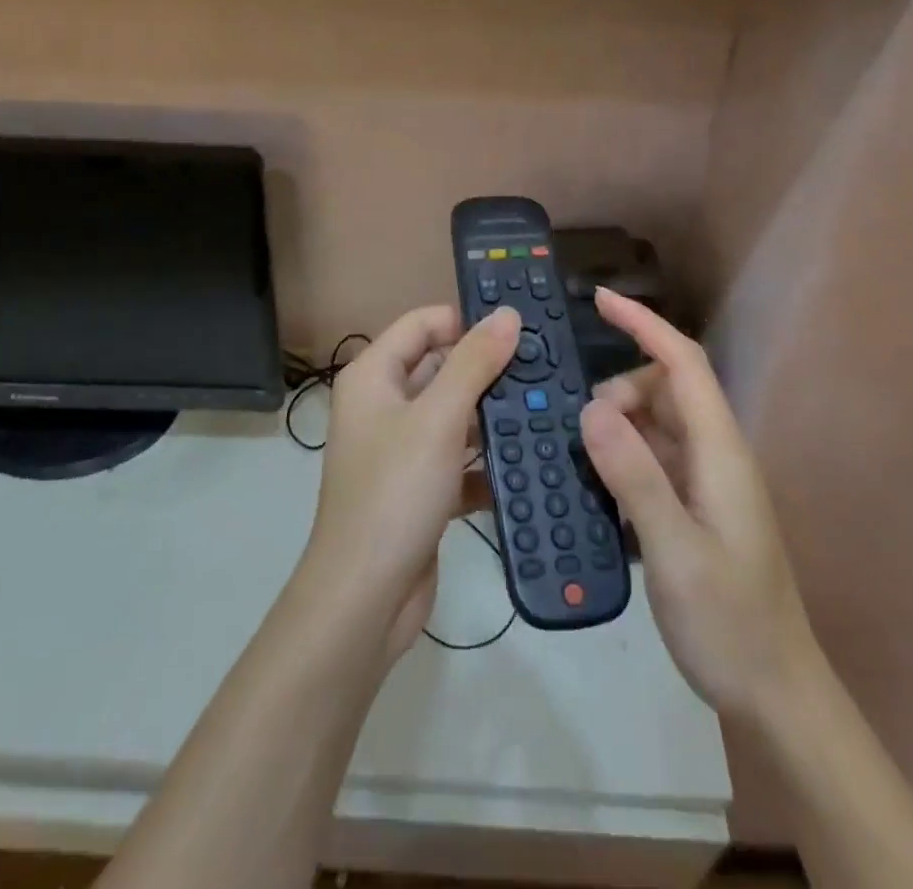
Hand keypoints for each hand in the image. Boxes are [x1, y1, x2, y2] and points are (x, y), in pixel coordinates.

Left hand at [302, 304, 521, 661]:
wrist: (364, 598)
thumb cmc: (395, 491)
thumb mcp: (438, 419)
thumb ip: (474, 363)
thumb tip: (507, 314)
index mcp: (374, 376)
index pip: (422, 324)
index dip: (466, 320)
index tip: (519, 328)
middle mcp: (383, 405)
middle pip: (440, 368)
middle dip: (488, 369)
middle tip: (545, 367)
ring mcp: (400, 449)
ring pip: (453, 416)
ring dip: (493, 416)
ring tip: (548, 409)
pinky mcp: (418, 489)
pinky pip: (457, 461)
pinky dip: (486, 463)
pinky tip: (528, 464)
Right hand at [580, 288, 817, 716]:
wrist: (775, 695)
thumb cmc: (730, 622)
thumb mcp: (675, 550)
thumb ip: (634, 476)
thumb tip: (592, 408)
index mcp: (720, 451)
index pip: (683, 364)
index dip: (644, 324)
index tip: (600, 300)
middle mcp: (715, 454)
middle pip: (663, 389)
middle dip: (618, 391)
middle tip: (578, 429)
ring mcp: (705, 482)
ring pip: (653, 424)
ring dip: (616, 426)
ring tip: (577, 455)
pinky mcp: (693, 507)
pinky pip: (650, 459)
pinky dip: (620, 457)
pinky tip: (594, 484)